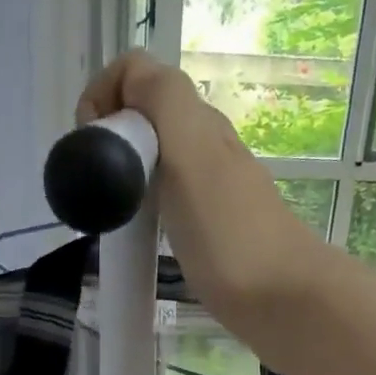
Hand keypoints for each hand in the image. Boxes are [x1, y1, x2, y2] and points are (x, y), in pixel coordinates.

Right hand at [77, 51, 325, 329]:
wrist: (285, 299)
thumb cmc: (230, 234)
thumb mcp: (191, 153)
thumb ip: (163, 102)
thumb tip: (130, 81)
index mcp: (197, 122)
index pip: (138, 74)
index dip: (104, 95)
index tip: (91, 146)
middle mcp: (207, 146)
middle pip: (145, 116)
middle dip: (111, 139)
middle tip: (100, 188)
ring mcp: (213, 189)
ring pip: (156, 159)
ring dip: (126, 176)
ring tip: (115, 215)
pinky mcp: (214, 228)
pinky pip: (168, 200)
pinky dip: (146, 209)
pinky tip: (142, 238)